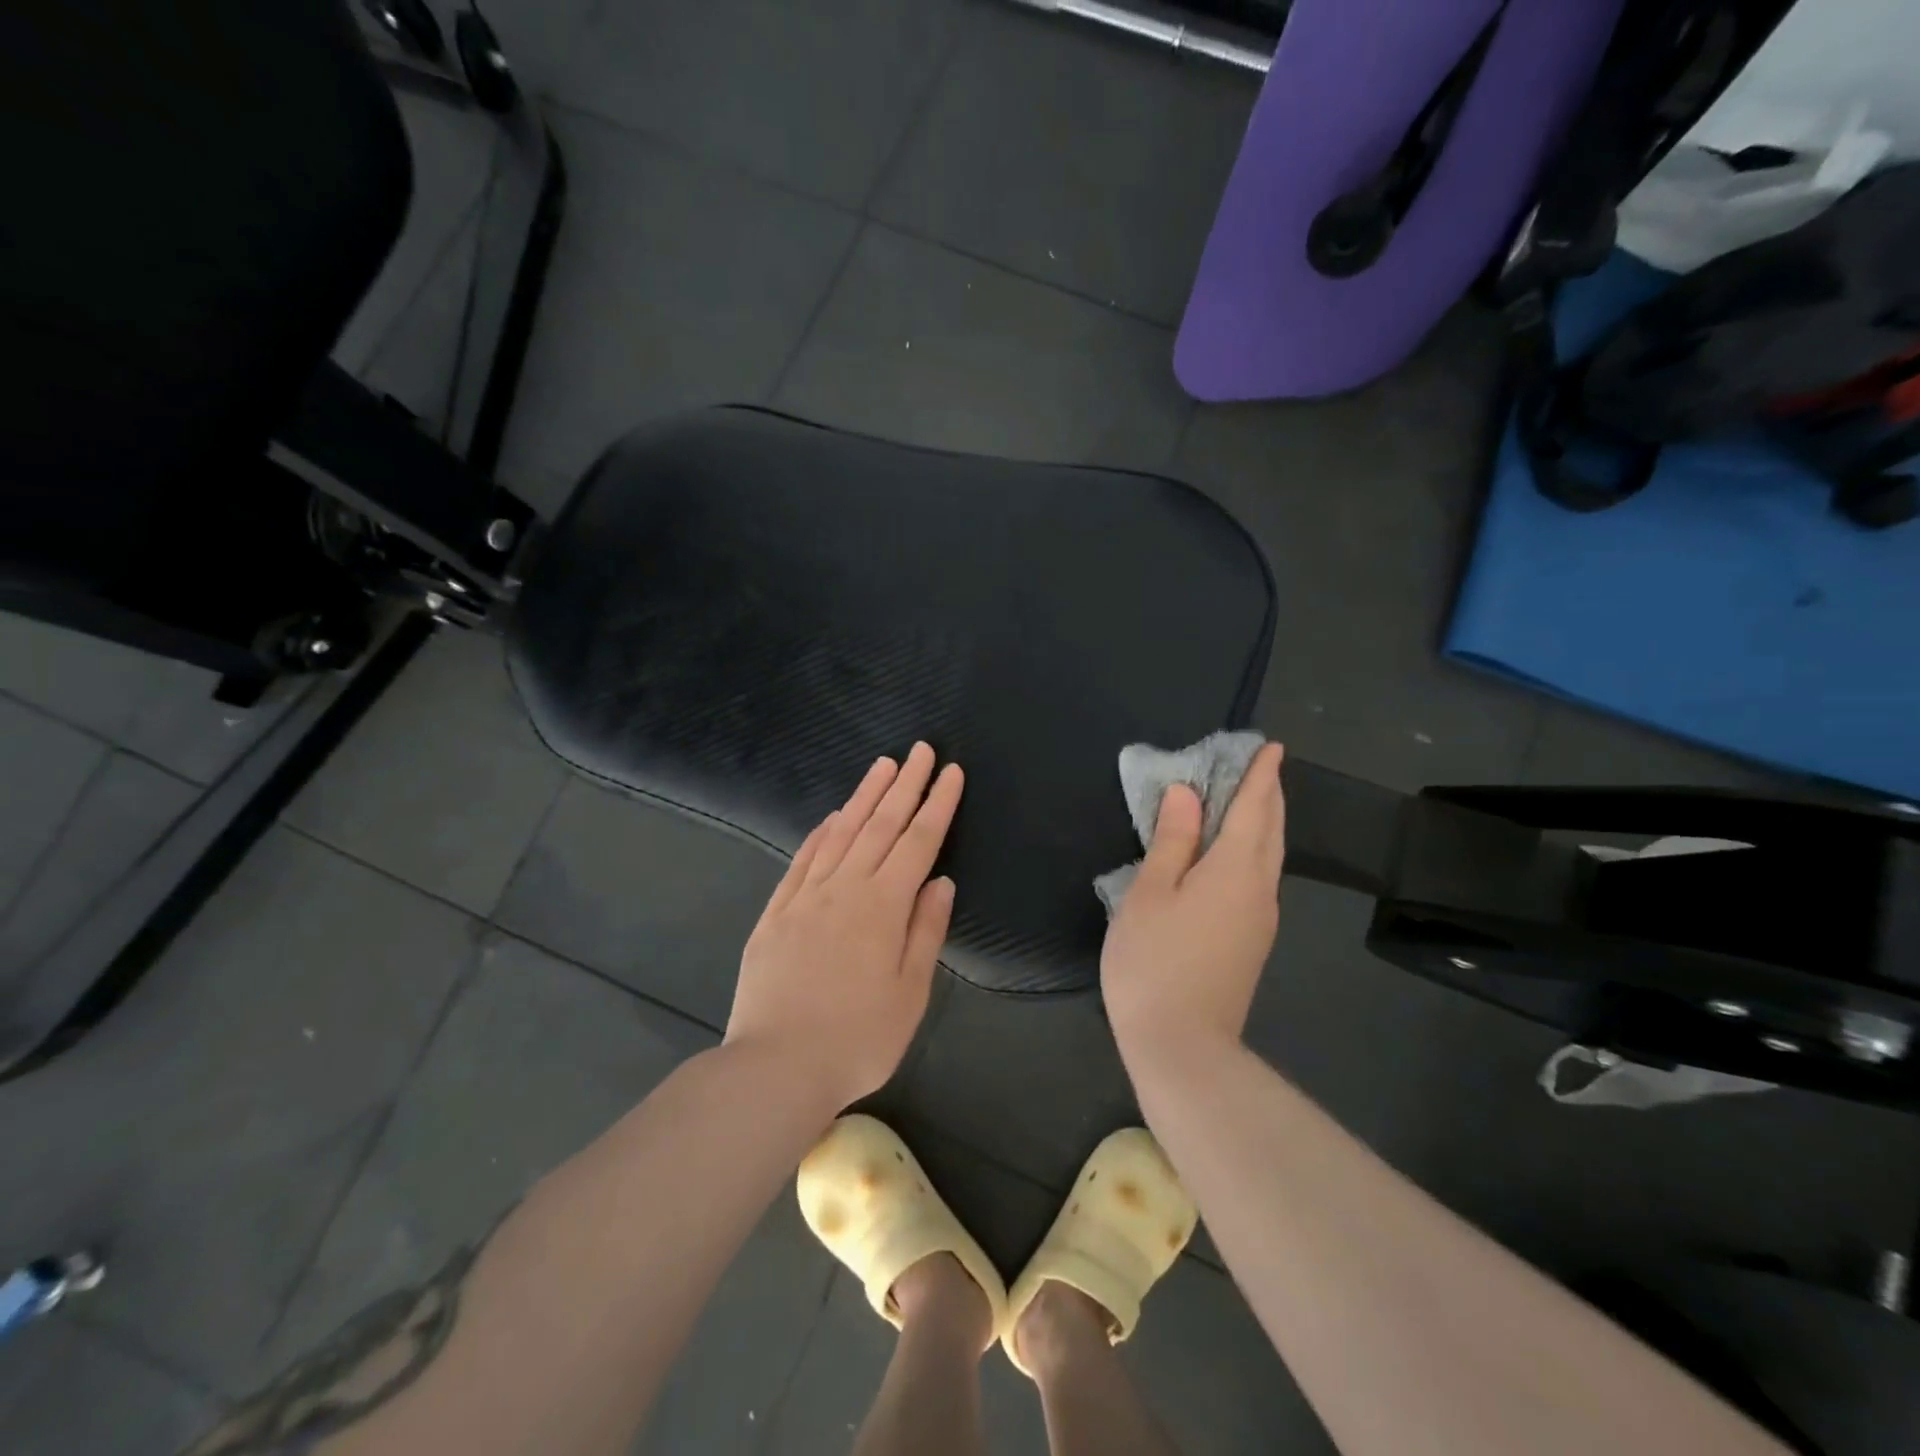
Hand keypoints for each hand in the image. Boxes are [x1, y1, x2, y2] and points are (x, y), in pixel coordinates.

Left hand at [726, 743, 962, 1109]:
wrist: (775, 1068)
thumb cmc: (857, 1039)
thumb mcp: (909, 993)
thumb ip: (925, 931)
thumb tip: (940, 882)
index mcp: (883, 906)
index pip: (918, 842)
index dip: (938, 805)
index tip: (951, 773)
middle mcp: (845, 888)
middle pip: (881, 825)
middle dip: (905, 784)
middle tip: (920, 750)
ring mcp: (806, 897)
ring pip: (841, 832)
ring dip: (864, 796)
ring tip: (882, 765)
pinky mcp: (776, 912)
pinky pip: (802, 859)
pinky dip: (820, 832)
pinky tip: (830, 815)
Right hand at [1101, 742, 1285, 1075]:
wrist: (1183, 1046)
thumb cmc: (1154, 961)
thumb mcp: (1150, 893)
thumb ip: (1171, 840)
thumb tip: (1185, 794)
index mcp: (1234, 870)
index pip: (1253, 809)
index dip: (1260, 776)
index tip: (1272, 748)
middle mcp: (1259, 890)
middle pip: (1270, 832)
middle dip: (1269, 796)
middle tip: (1263, 768)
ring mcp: (1260, 920)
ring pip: (1269, 857)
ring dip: (1263, 823)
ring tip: (1250, 802)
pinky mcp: (1251, 942)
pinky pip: (1259, 878)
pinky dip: (1253, 851)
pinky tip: (1235, 855)